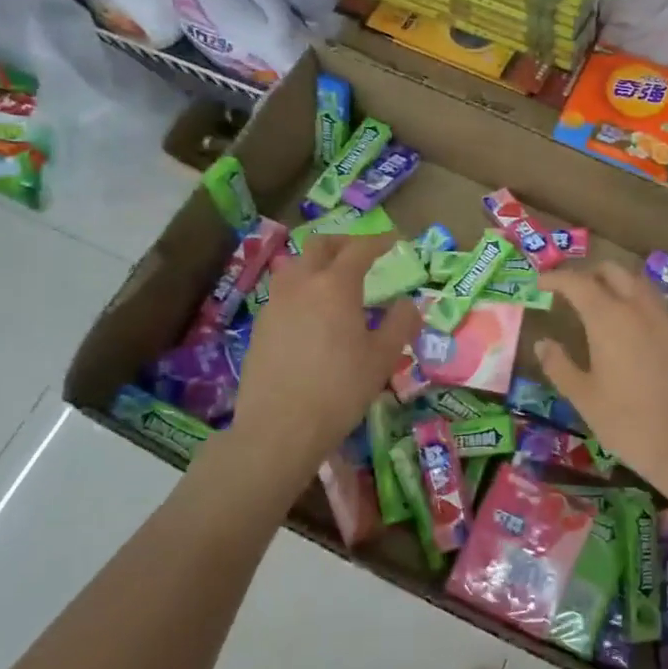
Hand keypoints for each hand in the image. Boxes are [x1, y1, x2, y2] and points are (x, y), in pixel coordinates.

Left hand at [222, 234, 420, 481]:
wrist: (279, 428)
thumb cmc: (340, 389)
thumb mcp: (383, 358)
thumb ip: (400, 323)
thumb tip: (408, 303)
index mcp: (335, 286)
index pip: (359, 249)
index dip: (379, 241)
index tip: (394, 240)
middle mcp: (301, 284)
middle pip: (319, 246)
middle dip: (344, 242)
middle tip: (363, 253)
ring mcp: (275, 304)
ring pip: (295, 266)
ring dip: (318, 263)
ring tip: (335, 282)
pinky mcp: (260, 327)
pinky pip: (284, 293)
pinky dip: (302, 289)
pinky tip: (313, 315)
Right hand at [536, 263, 667, 496]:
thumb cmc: (629, 424)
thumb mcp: (585, 398)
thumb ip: (560, 366)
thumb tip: (542, 343)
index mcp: (609, 319)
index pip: (578, 283)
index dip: (557, 279)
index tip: (542, 283)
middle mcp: (640, 310)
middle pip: (615, 272)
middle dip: (591, 273)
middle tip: (573, 290)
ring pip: (641, 286)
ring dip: (619, 285)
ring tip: (604, 305)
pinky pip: (659, 309)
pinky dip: (640, 308)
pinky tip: (635, 334)